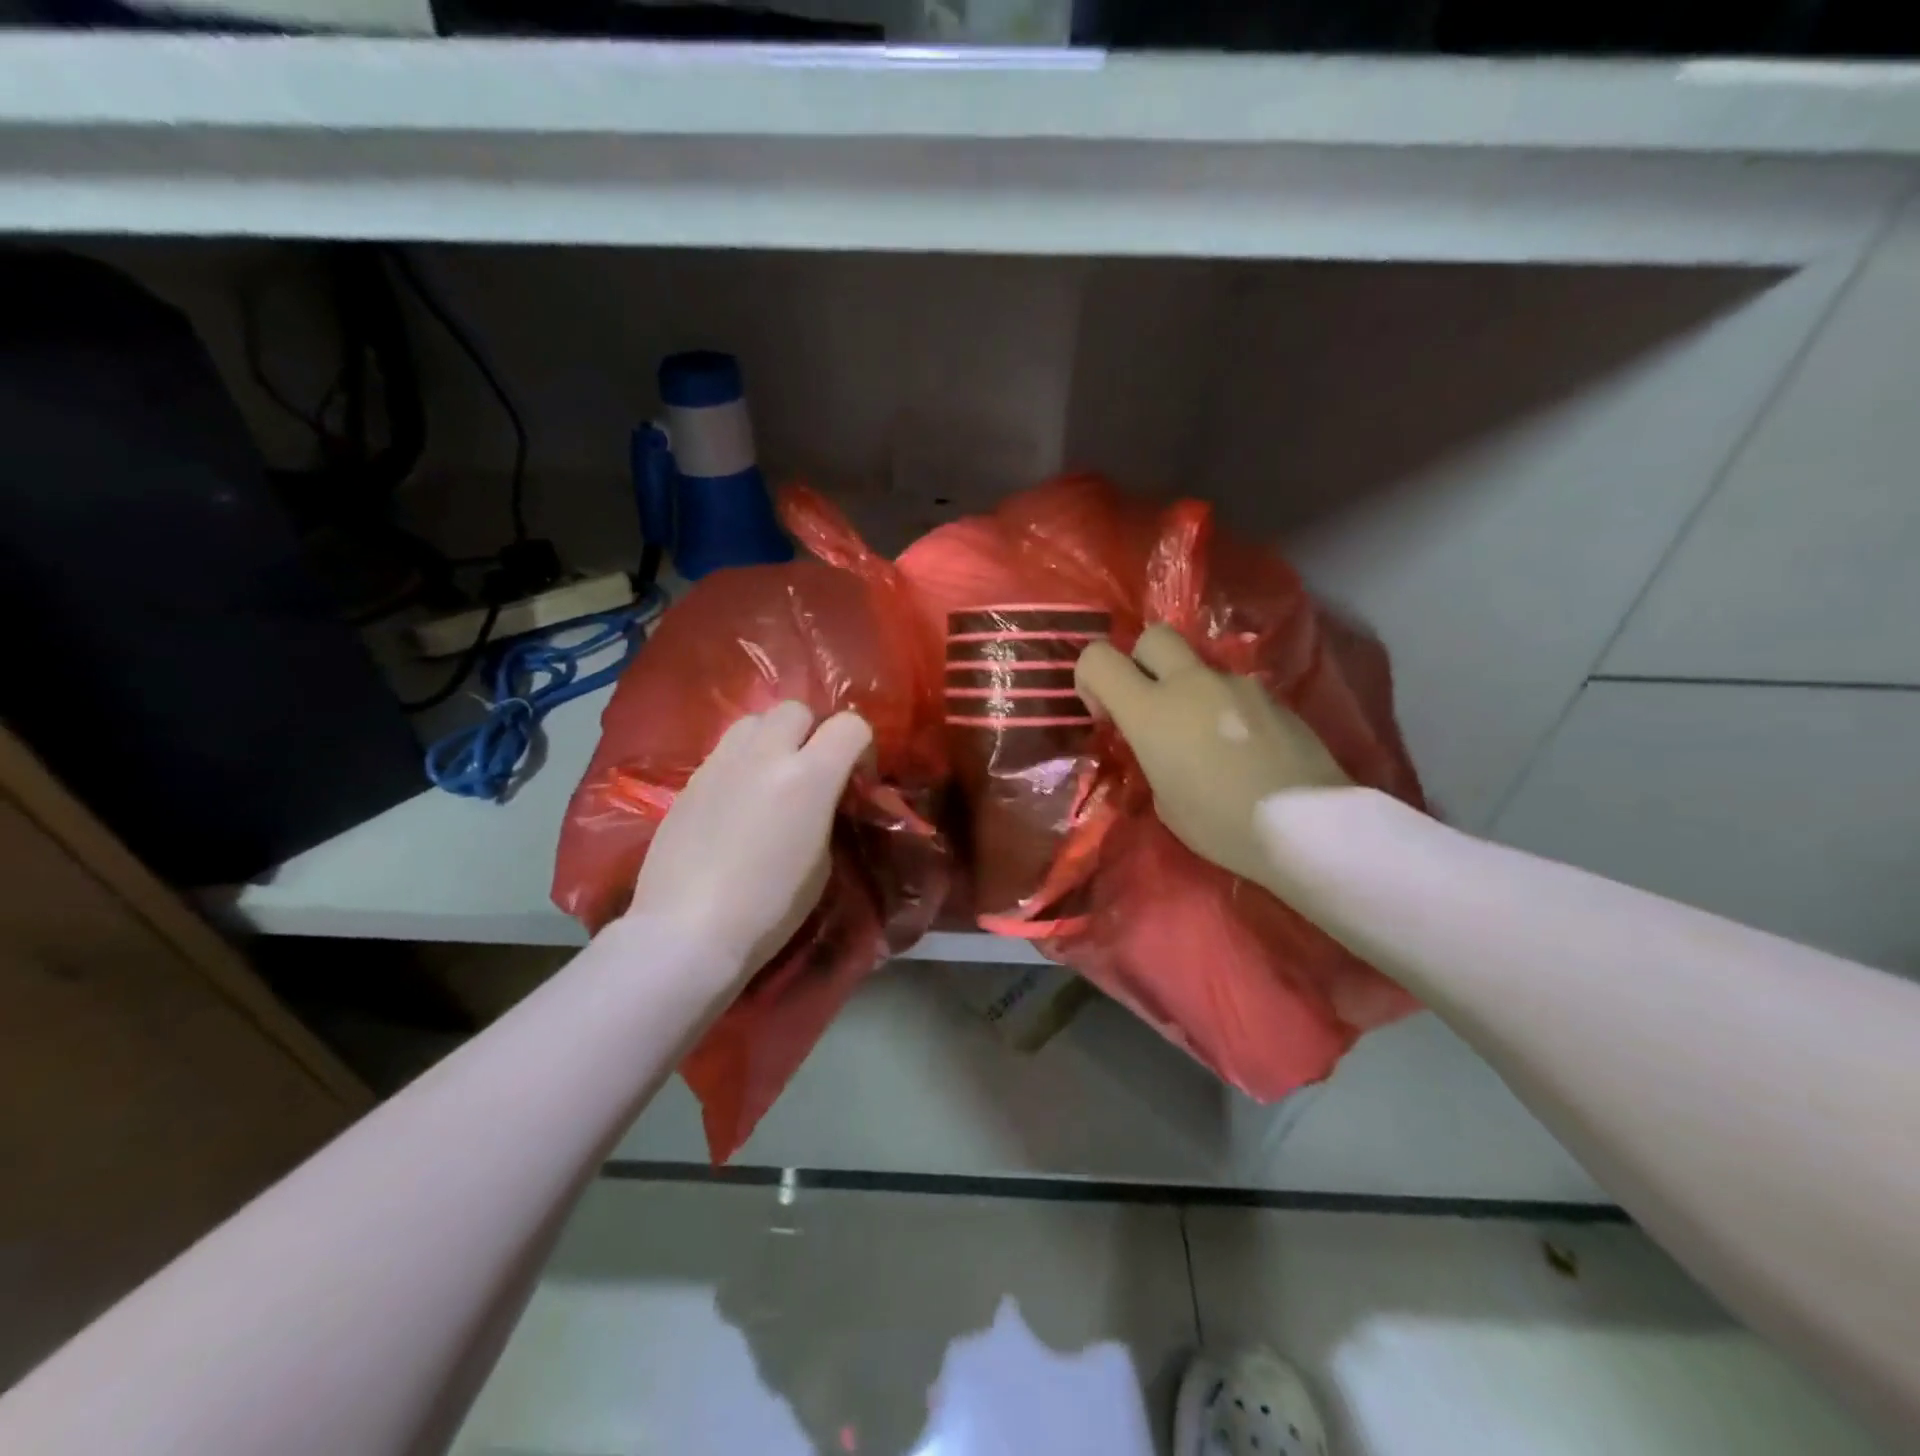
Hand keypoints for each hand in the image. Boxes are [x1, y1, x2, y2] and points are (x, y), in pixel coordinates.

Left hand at [627, 701, 873, 978]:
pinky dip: (741, 761)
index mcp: (809, 777)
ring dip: (771, 738)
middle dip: (812, 731)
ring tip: (770, 776)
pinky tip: (737, 800)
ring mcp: (721, 763)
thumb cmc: (769, 909)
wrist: (687, 931)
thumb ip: (825, 814)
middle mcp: (765, 755)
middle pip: (796, 709)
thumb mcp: (821, 864)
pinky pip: (724, 750)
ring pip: (754, 720)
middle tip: (810, 770)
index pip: (850, 725)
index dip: (860, 745)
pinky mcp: (690, 780)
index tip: (855, 776)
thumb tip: (820, 800)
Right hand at [1075, 624, 1349, 887]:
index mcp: (1151, 711)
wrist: (1306, 827)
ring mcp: (1237, 684)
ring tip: (1206, 741)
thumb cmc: (1221, 825)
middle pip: (1154, 637)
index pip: (1098, 658)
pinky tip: (1242, 750)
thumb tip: (1161, 748)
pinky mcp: (1273, 696)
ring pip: (1198, 666)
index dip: (1090, 680)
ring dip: (1189, 691)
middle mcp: (1191, 684)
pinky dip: (1225, 708)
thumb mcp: (1165, 803)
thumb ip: (1152, 759)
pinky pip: (1234, 690)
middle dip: (1142, 662)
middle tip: (1151, 706)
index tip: (1107, 716)